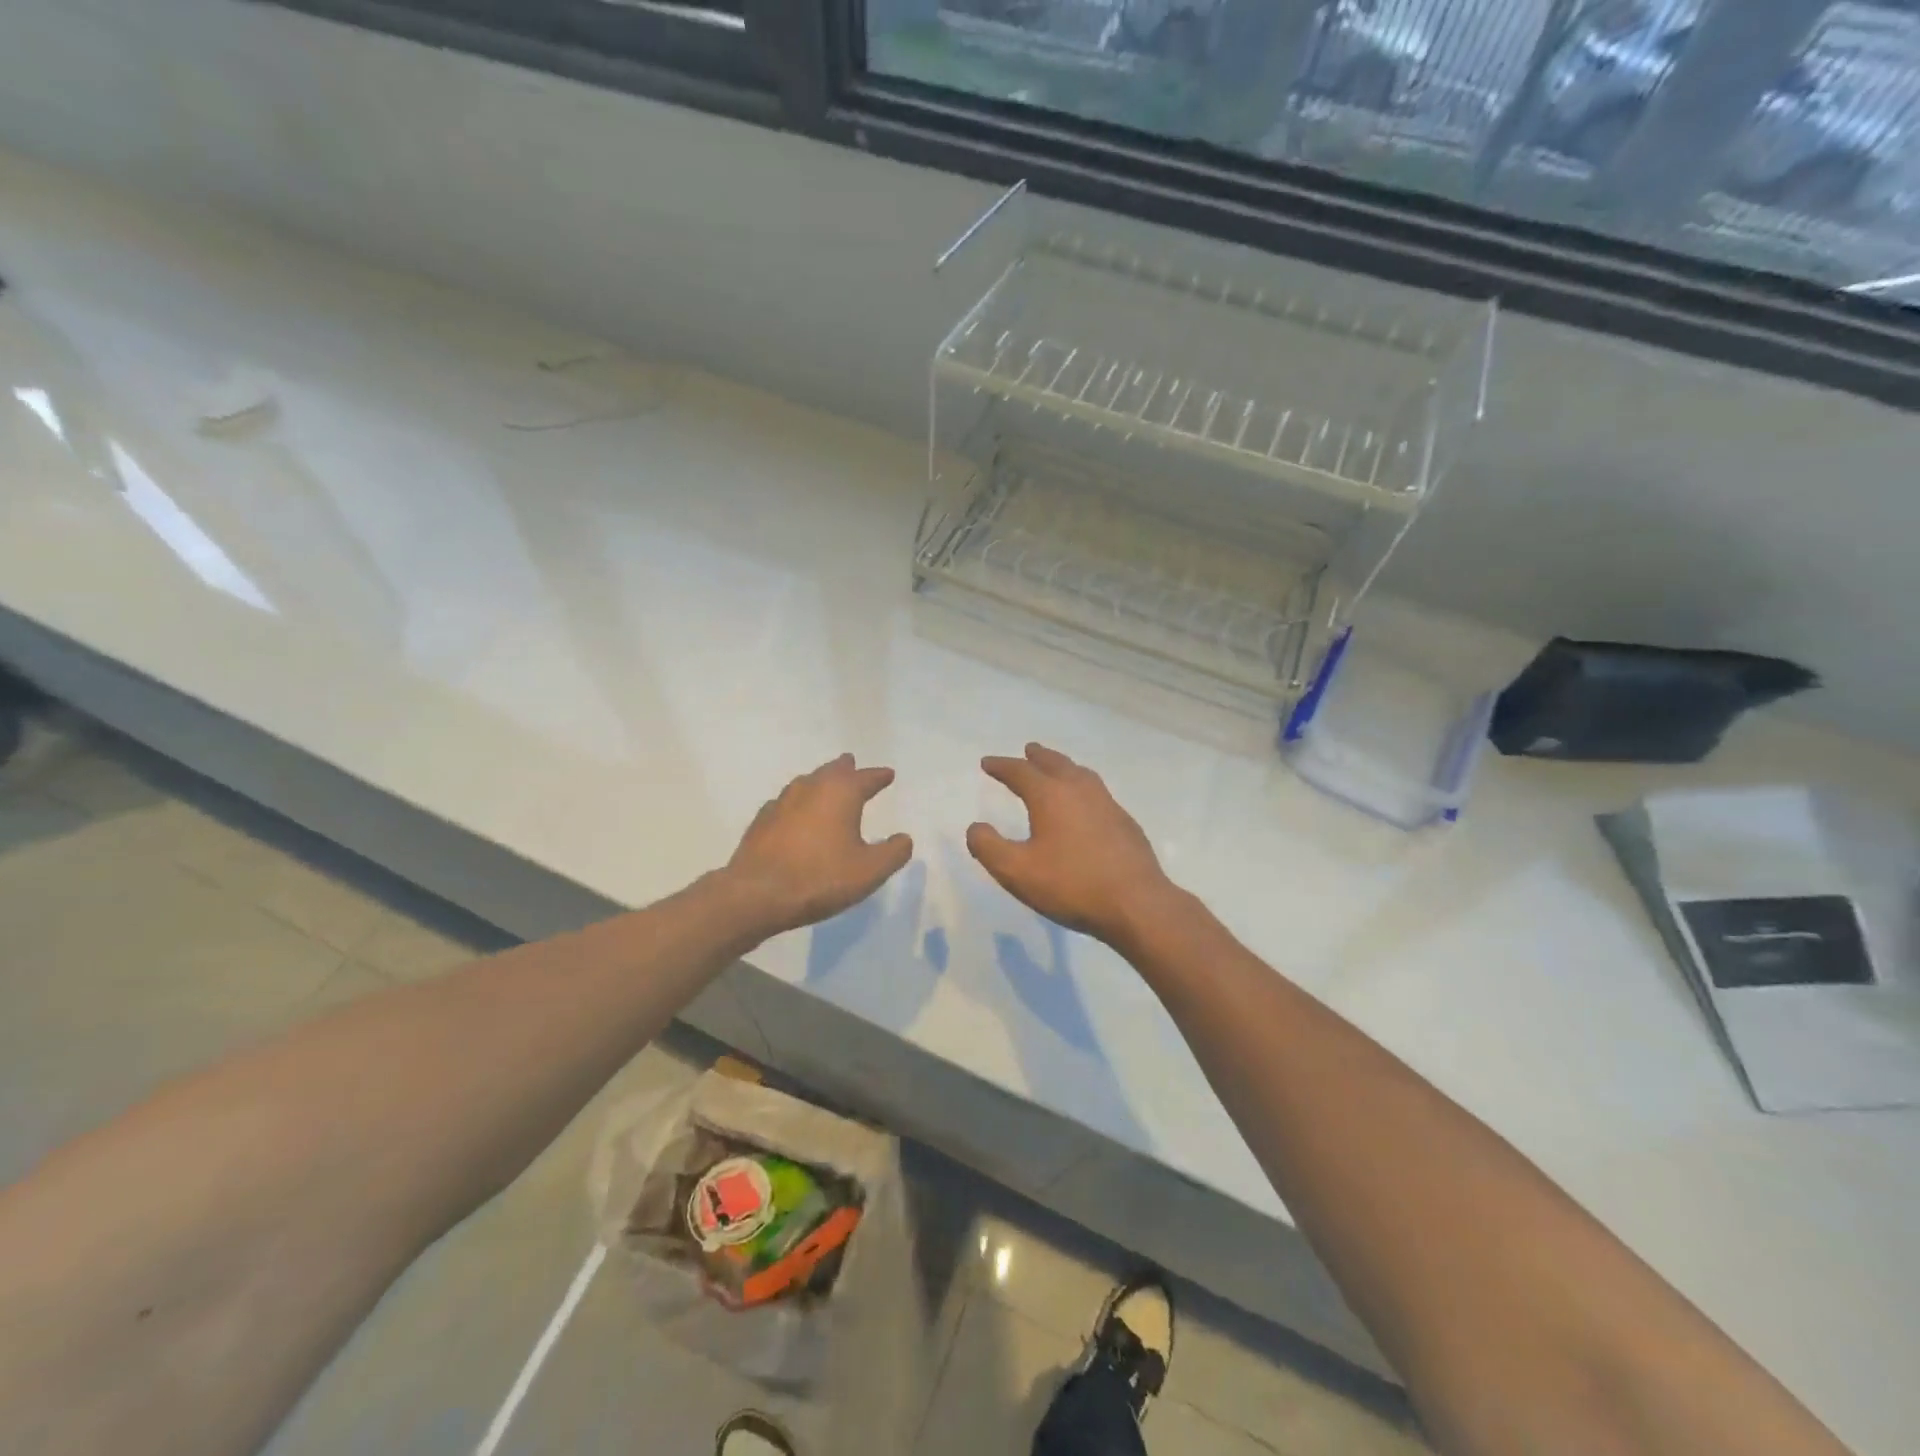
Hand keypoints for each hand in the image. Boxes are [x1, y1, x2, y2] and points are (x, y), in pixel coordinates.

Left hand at [725, 754, 912, 938]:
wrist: (757, 894)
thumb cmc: (820, 878)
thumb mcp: (869, 871)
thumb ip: (893, 853)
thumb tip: (904, 838)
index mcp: (841, 793)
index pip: (866, 778)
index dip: (879, 776)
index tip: (888, 774)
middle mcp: (811, 788)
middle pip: (832, 771)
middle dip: (846, 769)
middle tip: (852, 764)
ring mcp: (782, 801)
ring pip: (807, 782)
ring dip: (820, 781)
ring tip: (827, 786)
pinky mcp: (762, 820)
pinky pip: (787, 802)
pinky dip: (799, 803)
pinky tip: (797, 814)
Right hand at [967, 743, 1175, 946]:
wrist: (1136, 903)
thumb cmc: (1071, 885)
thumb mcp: (1017, 872)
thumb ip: (989, 847)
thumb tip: (975, 827)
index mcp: (1050, 795)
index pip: (1020, 772)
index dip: (1001, 766)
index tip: (987, 763)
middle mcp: (1080, 790)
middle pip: (1055, 763)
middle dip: (1037, 756)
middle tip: (1027, 750)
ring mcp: (1107, 804)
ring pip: (1081, 774)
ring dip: (1063, 766)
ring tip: (1056, 768)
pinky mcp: (1125, 822)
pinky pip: (1097, 791)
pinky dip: (1082, 786)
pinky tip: (1085, 804)